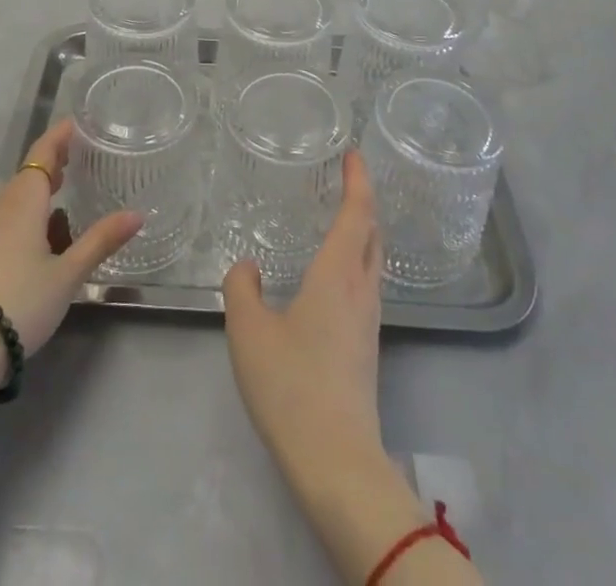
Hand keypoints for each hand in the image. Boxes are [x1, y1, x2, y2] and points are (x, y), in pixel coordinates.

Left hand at [0, 119, 141, 367]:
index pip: (44, 150)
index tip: (84, 122)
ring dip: (45, 184)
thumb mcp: (69, 272)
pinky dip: (35, 207)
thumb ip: (101, 240)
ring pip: (22, 193)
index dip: (62, 134)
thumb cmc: (21, 300)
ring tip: (73, 185)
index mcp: (25, 198)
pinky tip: (52, 229)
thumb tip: (138, 214)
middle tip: (88, 152)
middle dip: (58, 158)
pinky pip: (14, 213)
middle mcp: (5, 203)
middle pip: (32, 168)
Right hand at [222, 150, 385, 485]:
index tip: (355, 153)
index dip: (358, 180)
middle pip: (373, 234)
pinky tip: (332, 274)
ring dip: (362, 232)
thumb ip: (241, 288)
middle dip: (364, 201)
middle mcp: (361, 290)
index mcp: (338, 275)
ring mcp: (368, 321)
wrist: (337, 462)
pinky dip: (355, 260)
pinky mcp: (366, 347)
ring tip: (339, 218)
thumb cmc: (292, 385)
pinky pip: (366, 284)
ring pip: (372, 260)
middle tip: (347, 178)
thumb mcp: (249, 331)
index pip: (357, 214)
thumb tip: (247, 267)